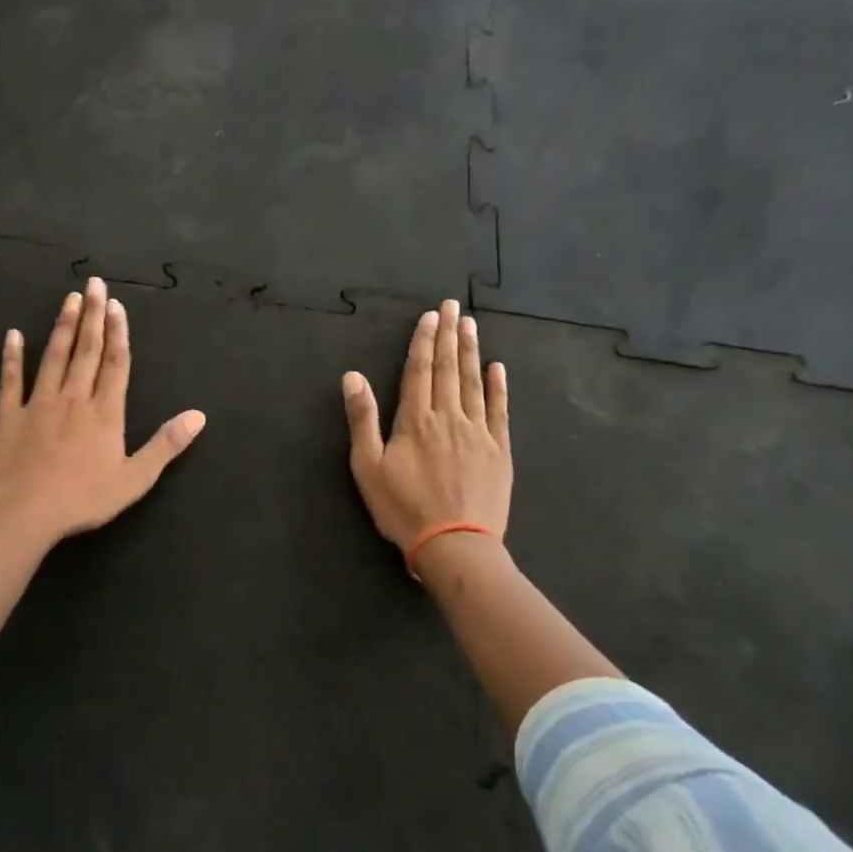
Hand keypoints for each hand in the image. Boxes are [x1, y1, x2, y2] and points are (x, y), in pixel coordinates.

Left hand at [0, 275, 206, 542]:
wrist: (25, 512)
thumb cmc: (84, 498)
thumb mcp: (135, 478)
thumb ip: (166, 444)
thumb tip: (199, 416)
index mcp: (105, 412)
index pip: (116, 363)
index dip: (118, 332)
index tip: (117, 305)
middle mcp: (75, 397)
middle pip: (86, 350)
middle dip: (93, 315)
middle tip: (95, 283)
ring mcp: (40, 402)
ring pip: (54, 356)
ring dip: (63, 326)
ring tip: (69, 298)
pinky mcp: (9, 414)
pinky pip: (11, 379)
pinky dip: (12, 356)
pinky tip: (13, 335)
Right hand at [342, 299, 511, 553]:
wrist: (455, 545)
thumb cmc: (404, 508)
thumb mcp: (368, 467)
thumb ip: (362, 419)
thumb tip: (352, 377)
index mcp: (415, 420)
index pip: (419, 370)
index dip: (423, 341)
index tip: (430, 316)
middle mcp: (448, 417)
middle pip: (447, 368)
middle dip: (448, 335)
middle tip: (453, 306)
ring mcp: (478, 432)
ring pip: (473, 382)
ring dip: (471, 351)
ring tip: (471, 325)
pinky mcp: (498, 450)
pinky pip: (499, 410)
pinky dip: (498, 387)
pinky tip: (497, 367)